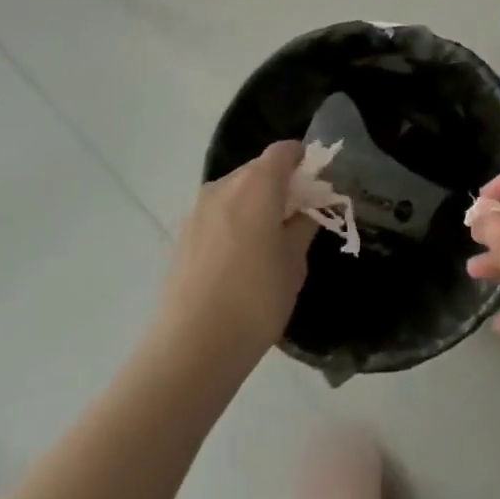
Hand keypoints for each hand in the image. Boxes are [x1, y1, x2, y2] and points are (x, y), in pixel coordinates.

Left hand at [156, 142, 317, 371]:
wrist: (191, 348)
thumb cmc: (256, 299)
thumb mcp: (294, 262)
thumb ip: (303, 225)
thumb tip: (305, 210)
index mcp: (257, 184)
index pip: (283, 150)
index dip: (303, 160)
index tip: (316, 185)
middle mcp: (223, 186)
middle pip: (258, 169)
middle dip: (280, 185)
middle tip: (297, 218)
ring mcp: (197, 210)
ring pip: (235, 192)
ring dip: (255, 204)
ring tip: (268, 243)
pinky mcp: (182, 235)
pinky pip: (217, 215)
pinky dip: (234, 223)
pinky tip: (240, 260)